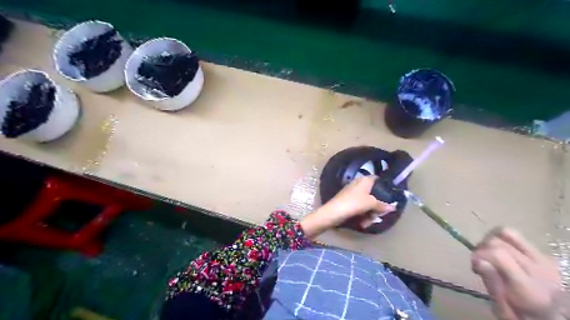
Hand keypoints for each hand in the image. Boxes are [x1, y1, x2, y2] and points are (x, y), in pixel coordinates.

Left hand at [300, 177, 394, 237]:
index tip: (391, 196)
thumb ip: (383, 205)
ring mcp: (352, 193)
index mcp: (364, 180)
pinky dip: (361, 215)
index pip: (377, 179)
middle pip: (373, 194)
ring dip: (369, 214)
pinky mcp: (348, 202)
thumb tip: (393, 207)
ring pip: (366, 203)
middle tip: (378, 216)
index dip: (385, 186)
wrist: (333, 212)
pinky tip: (361, 223)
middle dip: (376, 207)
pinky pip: (359, 208)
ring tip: (367, 222)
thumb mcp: (371, 204)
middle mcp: (358, 184)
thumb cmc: (354, 203)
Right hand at [472, 227, 564, 319]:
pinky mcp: (545, 255)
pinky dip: (503, 241)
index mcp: (529, 288)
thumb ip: (492, 285)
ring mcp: (545, 260)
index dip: (479, 255)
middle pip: (498, 242)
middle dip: (481, 248)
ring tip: (489, 253)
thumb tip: (479, 261)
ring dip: (491, 240)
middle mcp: (539, 270)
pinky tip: (503, 255)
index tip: (474, 267)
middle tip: (479, 263)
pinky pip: (518, 238)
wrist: (555, 319)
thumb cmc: (524, 317)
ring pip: (508, 233)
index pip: (497, 253)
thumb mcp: (504, 311)